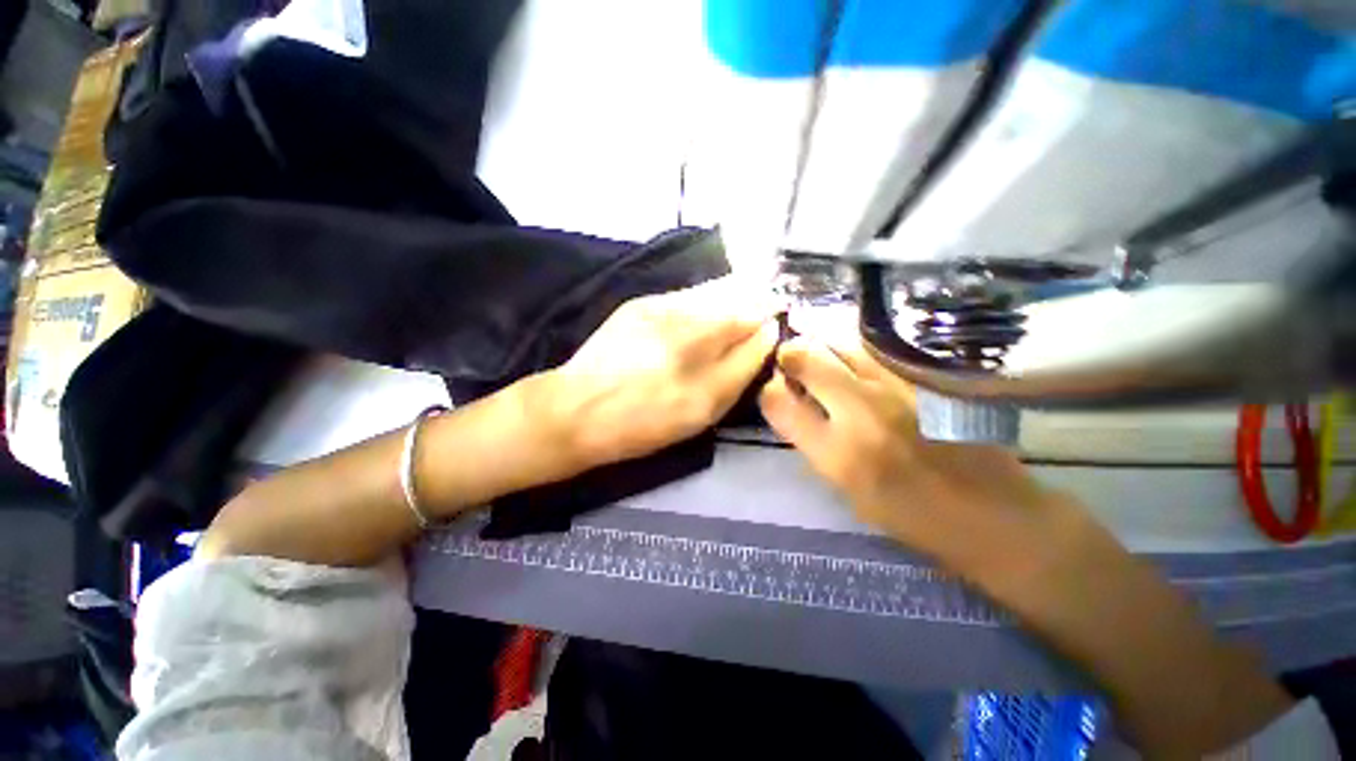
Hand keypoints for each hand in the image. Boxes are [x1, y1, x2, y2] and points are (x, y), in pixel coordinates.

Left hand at [541, 277, 780, 471]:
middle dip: (758, 304)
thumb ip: (734, 378)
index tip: (774, 326)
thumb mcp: (696, 418)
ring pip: (716, 294)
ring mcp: (663, 315)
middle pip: (739, 309)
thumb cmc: (640, 425)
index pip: (755, 343)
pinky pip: (690, 294)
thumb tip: (762, 338)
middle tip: (768, 304)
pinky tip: (708, 304)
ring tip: (744, 297)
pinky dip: (707, 296)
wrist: (576, 409)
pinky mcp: (641, 304)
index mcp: (705, 386)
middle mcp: (688, 343)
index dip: (768, 331)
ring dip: (736, 294)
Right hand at [757, 334, 1070, 581]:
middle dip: (789, 355)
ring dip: (822, 346)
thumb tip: (793, 405)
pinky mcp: (923, 377)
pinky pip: (875, 350)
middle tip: (791, 361)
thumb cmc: (909, 516)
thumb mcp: (845, 490)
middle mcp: (860, 412)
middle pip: (806, 358)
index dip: (769, 391)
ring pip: (840, 343)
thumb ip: (813, 443)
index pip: (778, 402)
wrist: (991, 515)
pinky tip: (857, 362)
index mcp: (835, 453)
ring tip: (822, 357)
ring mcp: (896, 388)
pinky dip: (855, 351)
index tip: (775, 391)